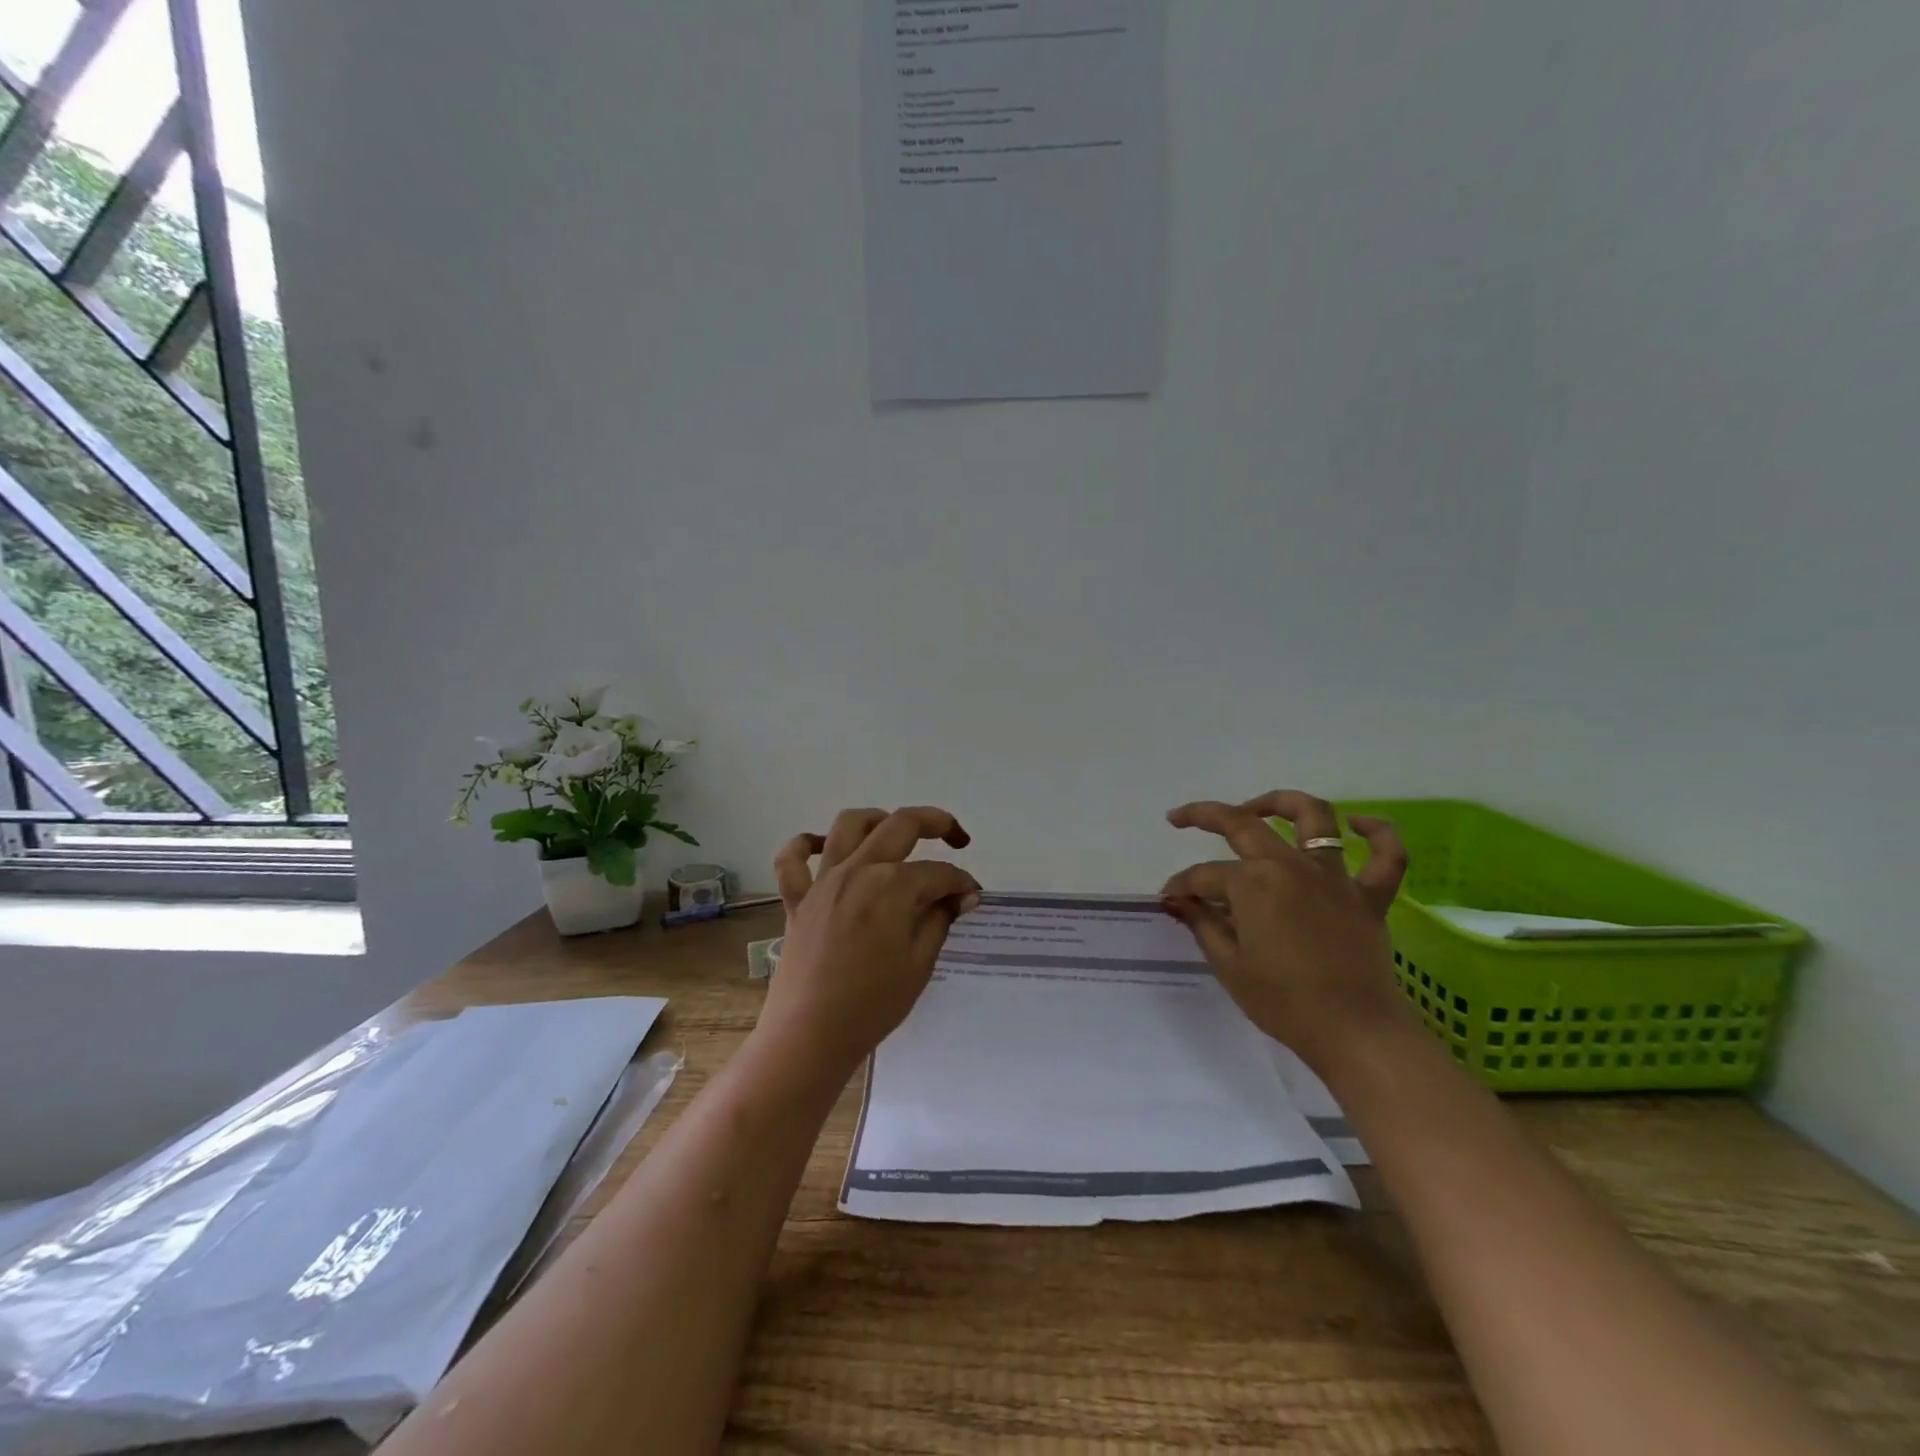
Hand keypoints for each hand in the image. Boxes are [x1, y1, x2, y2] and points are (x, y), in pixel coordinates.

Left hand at [759, 806, 980, 1077]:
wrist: (810, 1036)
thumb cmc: (872, 1005)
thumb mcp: (919, 964)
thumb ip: (940, 920)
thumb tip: (961, 894)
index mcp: (892, 886)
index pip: (938, 872)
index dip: (961, 881)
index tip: (972, 897)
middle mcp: (858, 870)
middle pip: (901, 826)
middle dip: (937, 824)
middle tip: (957, 839)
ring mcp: (823, 881)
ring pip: (848, 825)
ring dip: (877, 819)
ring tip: (894, 832)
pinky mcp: (797, 899)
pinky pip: (792, 859)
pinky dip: (804, 845)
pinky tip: (822, 847)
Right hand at [1160, 790, 1410, 1076]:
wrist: (1354, 1032)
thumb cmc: (1283, 1002)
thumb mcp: (1228, 964)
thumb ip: (1202, 922)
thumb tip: (1177, 899)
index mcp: (1252, 884)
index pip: (1205, 875)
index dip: (1182, 886)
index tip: (1170, 900)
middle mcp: (1290, 866)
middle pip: (1244, 824)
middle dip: (1206, 815)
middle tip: (1183, 819)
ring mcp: (1334, 877)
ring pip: (1313, 817)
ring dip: (1283, 803)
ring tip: (1260, 808)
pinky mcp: (1369, 897)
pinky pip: (1386, 855)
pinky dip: (1377, 832)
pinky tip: (1359, 823)